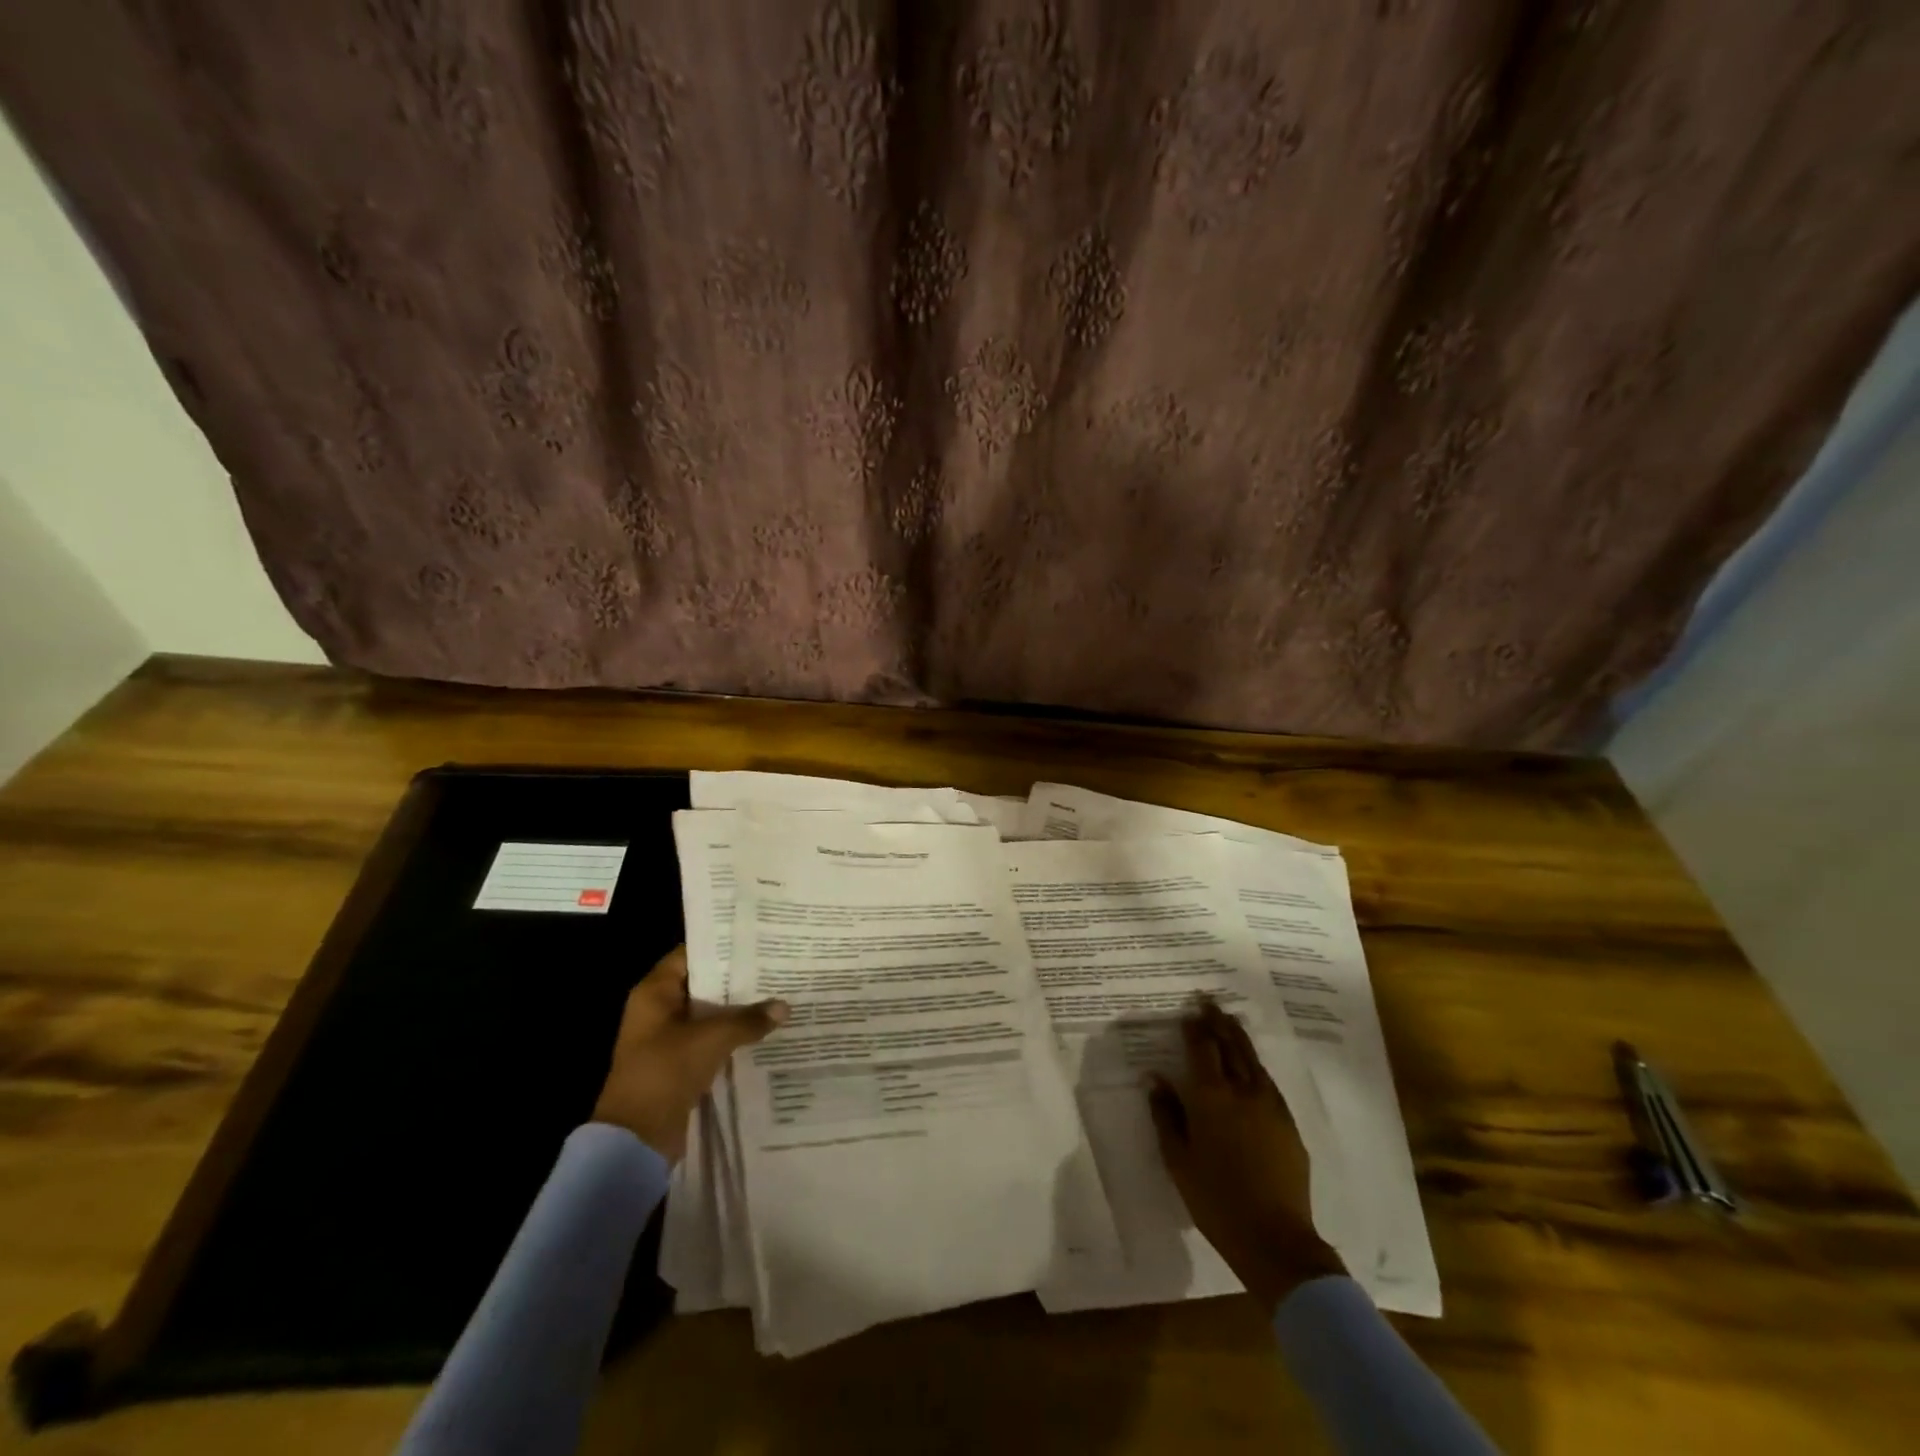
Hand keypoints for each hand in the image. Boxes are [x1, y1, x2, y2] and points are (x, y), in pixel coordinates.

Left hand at [591, 945, 788, 1162]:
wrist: (636, 1138)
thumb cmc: (665, 1072)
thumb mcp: (711, 1039)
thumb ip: (748, 1019)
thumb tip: (784, 1007)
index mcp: (655, 992)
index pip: (690, 954)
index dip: (721, 947)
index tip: (756, 942)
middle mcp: (658, 1009)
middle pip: (702, 984)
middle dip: (736, 979)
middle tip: (775, 967)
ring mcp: (667, 1038)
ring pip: (708, 1013)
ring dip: (736, 1009)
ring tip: (776, 995)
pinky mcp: (678, 1063)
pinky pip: (709, 1039)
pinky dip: (731, 1034)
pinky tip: (762, 1030)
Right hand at [1149, 998, 1344, 1314]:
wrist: (1274, 1239)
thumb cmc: (1216, 1200)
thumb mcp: (1178, 1159)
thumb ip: (1166, 1116)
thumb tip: (1156, 1079)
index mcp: (1211, 1097)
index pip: (1202, 1050)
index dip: (1195, 1028)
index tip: (1189, 1011)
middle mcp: (1242, 1091)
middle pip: (1230, 1046)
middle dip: (1218, 1022)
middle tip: (1209, 1002)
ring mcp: (1270, 1106)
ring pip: (1253, 1060)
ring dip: (1239, 1038)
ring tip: (1230, 1021)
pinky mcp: (1288, 1124)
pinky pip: (1268, 1082)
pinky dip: (1256, 1064)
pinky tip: (1252, 1065)